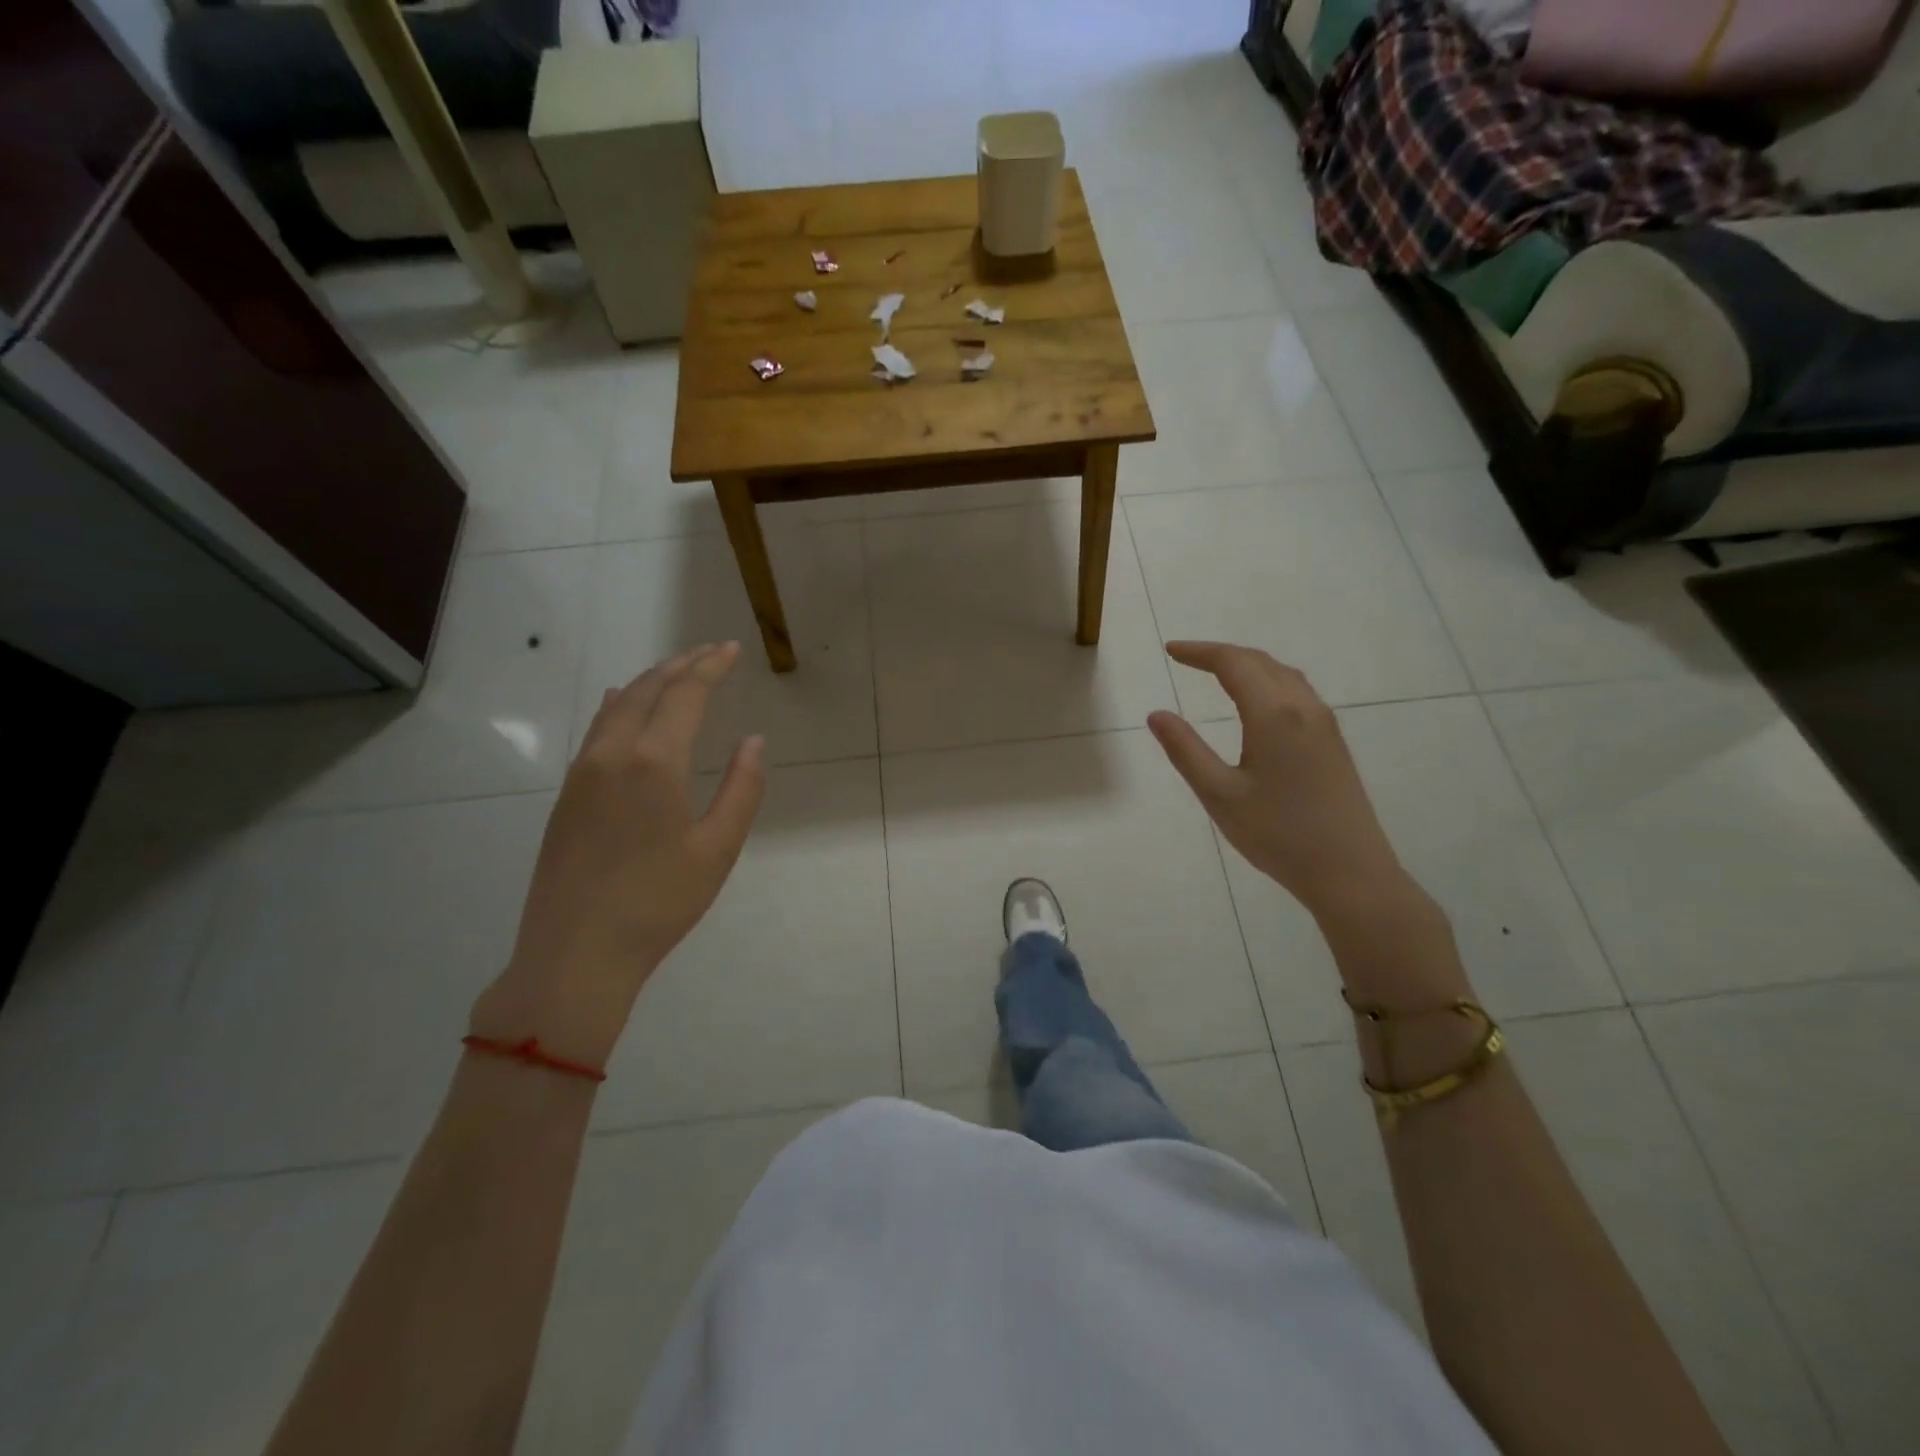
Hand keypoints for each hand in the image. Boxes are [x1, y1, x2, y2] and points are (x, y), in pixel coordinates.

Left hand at [472, 643, 765, 1068]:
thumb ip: (742, 788)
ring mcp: (582, 773)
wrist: (575, 954)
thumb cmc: (658, 903)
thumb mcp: (718, 849)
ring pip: (617, 706)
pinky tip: (622, 704)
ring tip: (676, 672)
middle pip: (649, 690)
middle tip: (711, 652)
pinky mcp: (567, 795)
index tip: (731, 649)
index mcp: (654, 762)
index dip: (711, 667)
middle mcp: (613, 753)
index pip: (685, 694)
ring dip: (650, 682)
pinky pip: (596, 729)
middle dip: (682, 665)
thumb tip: (753, 740)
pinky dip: (619, 705)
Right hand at [1147, 641, 1406, 921]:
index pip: (1233, 663)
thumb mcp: (1220, 795)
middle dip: (1222, 654)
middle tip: (1187, 658)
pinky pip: (1297, 693)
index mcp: (1274, 715)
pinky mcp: (1334, 743)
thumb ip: (1186, 750)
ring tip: (1217, 673)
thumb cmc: (1278, 835)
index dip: (1199, 652)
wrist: (1350, 872)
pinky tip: (1257, 703)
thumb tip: (1157, 714)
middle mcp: (1304, 708)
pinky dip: (1268, 682)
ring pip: (1283, 675)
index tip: (1170, 651)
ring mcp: (1325, 724)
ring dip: (1248, 665)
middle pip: (1261, 662)